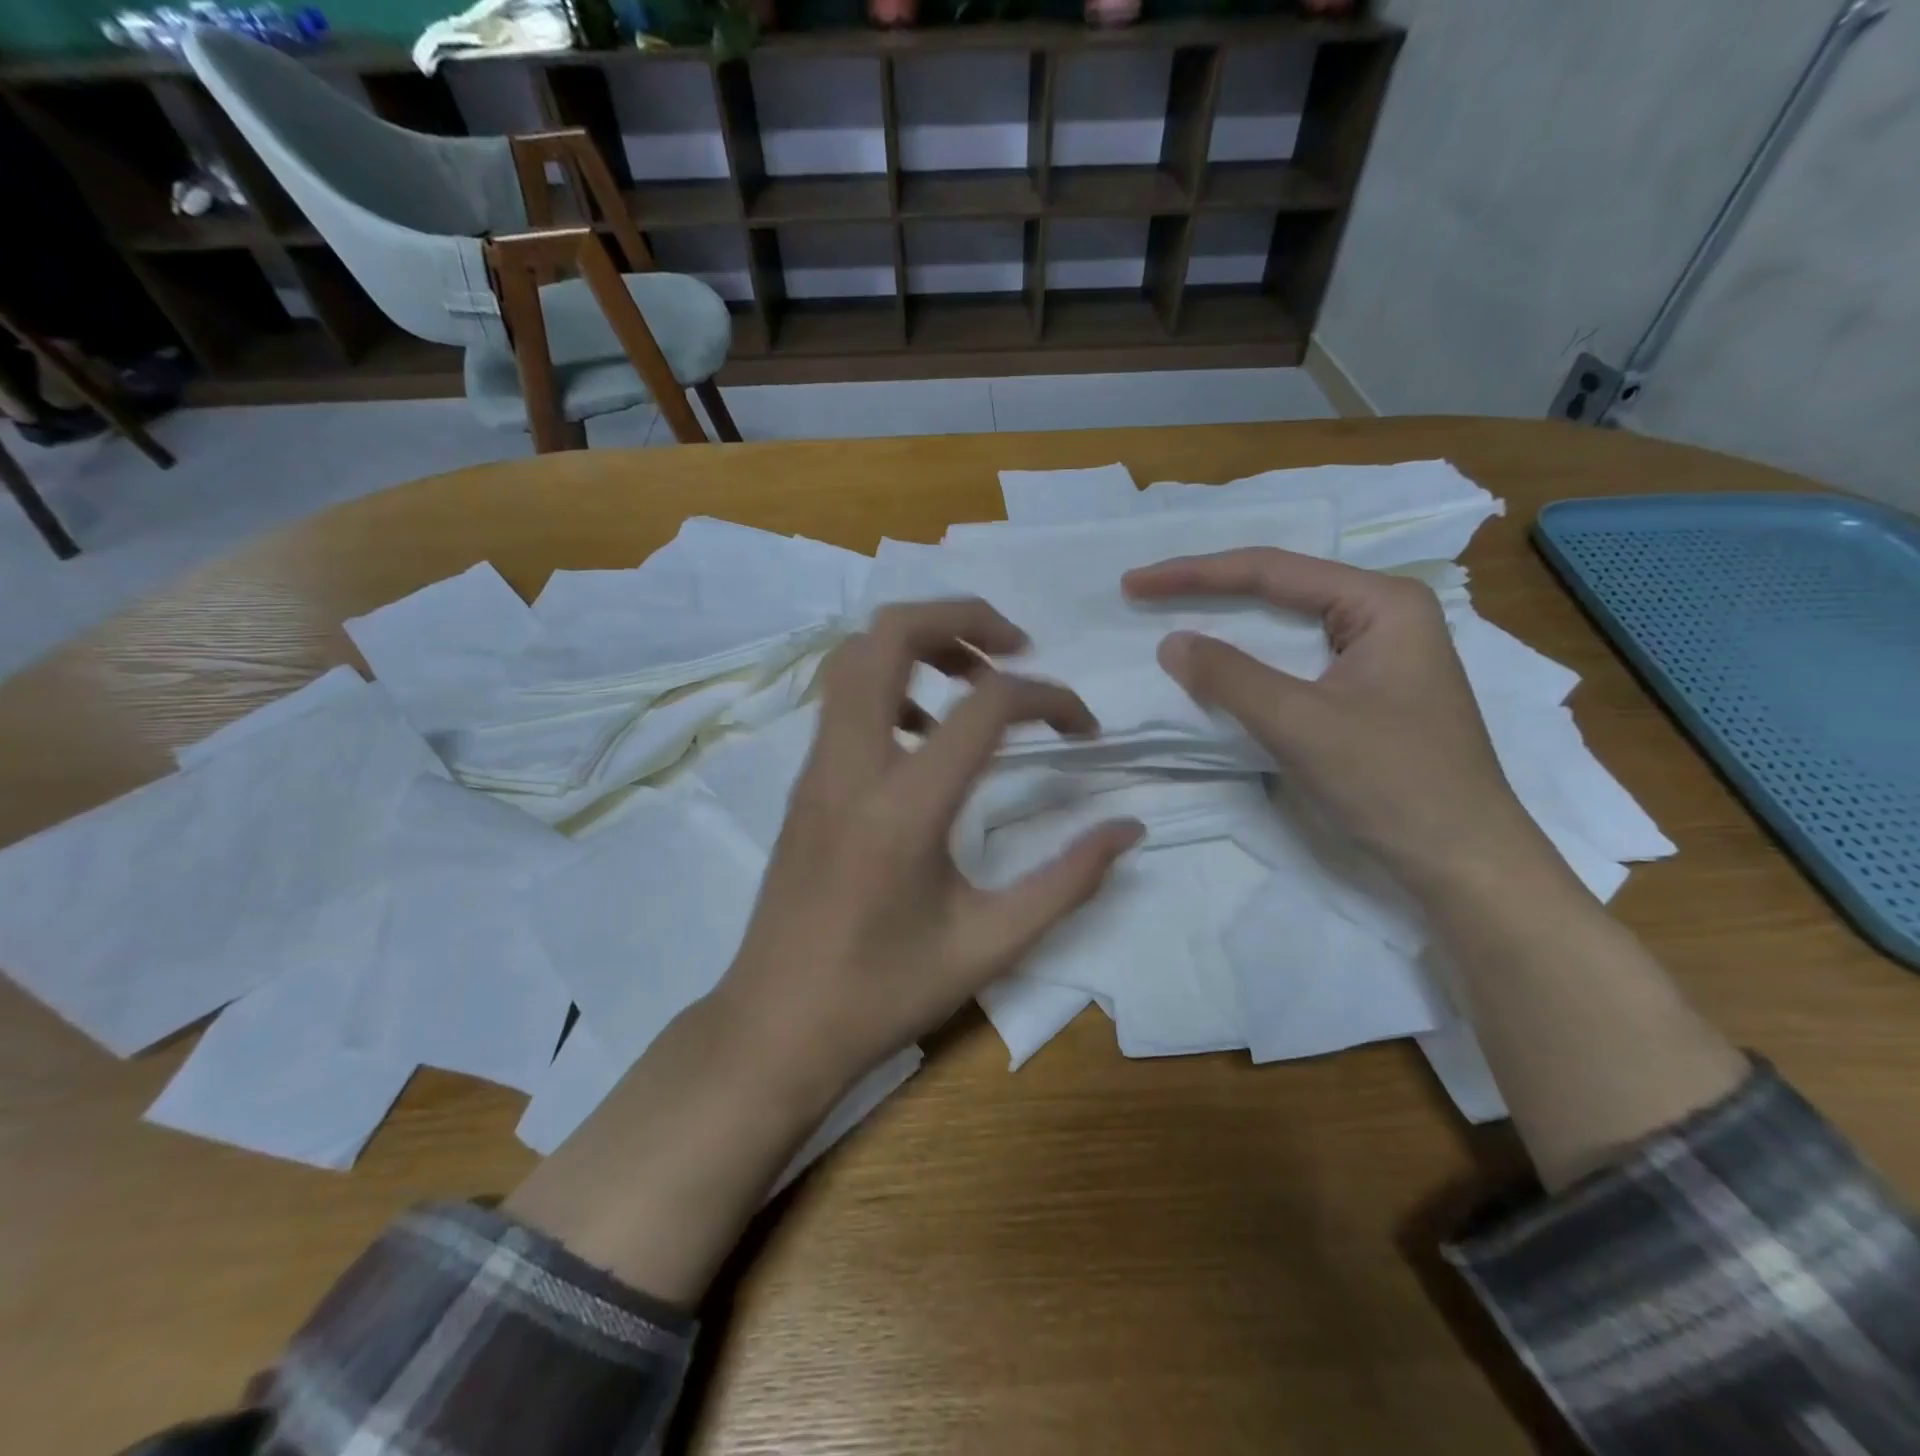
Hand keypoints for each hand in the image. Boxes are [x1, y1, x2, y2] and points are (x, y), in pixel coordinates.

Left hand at [714, 599, 1143, 1101]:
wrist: (774, 1027)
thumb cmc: (883, 993)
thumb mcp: (989, 944)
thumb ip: (1067, 881)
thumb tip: (1127, 829)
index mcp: (902, 807)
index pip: (987, 706)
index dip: (1050, 698)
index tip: (1084, 730)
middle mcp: (850, 765)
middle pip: (891, 633)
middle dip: (963, 616)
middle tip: (1018, 647)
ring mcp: (816, 767)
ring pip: (855, 654)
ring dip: (921, 643)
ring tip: (976, 681)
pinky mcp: (803, 781)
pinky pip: (843, 697)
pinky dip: (891, 682)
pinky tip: (926, 735)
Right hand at [1123, 549, 1537, 890]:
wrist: (1462, 862)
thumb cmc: (1394, 783)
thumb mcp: (1302, 724)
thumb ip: (1231, 677)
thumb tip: (1170, 642)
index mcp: (1381, 603)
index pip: (1272, 571)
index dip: (1195, 575)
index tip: (1135, 584)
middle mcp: (1382, 615)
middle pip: (1279, 588)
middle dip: (1209, 589)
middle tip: (1145, 593)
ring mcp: (1377, 654)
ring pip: (1285, 625)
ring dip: (1227, 622)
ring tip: (1171, 614)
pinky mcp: (1365, 691)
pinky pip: (1293, 661)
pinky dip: (1248, 661)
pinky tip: (1218, 665)